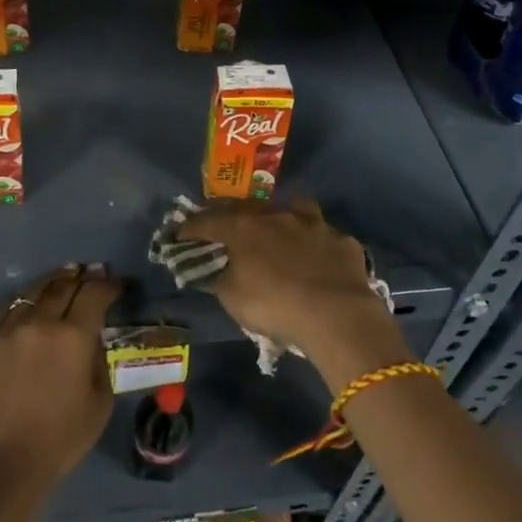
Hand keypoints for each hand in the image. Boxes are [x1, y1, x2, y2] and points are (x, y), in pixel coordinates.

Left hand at [0, 264, 118, 492]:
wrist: (2, 463)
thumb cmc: (61, 439)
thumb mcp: (99, 402)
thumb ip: (99, 362)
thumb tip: (93, 340)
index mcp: (74, 336)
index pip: (94, 294)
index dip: (108, 285)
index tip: (116, 285)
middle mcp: (41, 322)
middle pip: (64, 285)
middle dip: (81, 277)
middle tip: (91, 273)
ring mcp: (9, 330)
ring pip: (33, 292)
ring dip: (52, 282)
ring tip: (63, 277)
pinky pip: (9, 311)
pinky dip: (25, 302)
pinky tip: (30, 303)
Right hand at [179, 200, 408, 384]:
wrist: (337, 314)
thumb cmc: (274, 305)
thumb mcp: (233, 299)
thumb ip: (219, 279)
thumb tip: (213, 270)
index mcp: (243, 227)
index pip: (207, 221)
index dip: (191, 228)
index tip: (180, 234)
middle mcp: (276, 216)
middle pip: (247, 207)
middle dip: (233, 215)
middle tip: (226, 227)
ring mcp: (313, 224)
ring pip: (293, 209)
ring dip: (282, 218)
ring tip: (279, 230)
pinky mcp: (341, 240)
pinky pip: (323, 236)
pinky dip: (316, 244)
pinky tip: (317, 258)